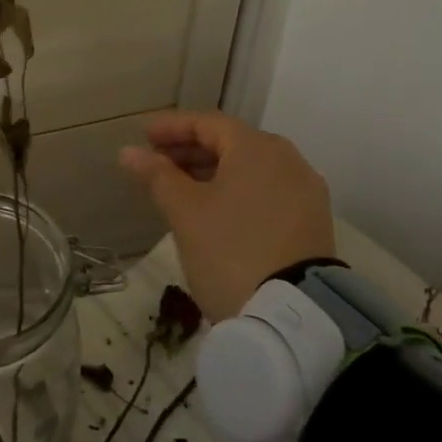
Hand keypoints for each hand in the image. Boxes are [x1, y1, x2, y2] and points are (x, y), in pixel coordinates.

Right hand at [119, 111, 335, 320]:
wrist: (291, 319)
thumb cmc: (229, 250)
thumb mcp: (185, 211)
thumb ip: (157, 175)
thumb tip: (129, 152)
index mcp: (257, 148)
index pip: (207, 123)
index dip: (171, 126)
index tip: (143, 136)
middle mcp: (288, 160)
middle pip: (231, 143)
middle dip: (190, 149)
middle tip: (156, 163)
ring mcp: (305, 192)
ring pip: (250, 169)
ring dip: (212, 171)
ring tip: (179, 188)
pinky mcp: (312, 223)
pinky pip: (266, 191)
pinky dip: (237, 191)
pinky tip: (214, 210)